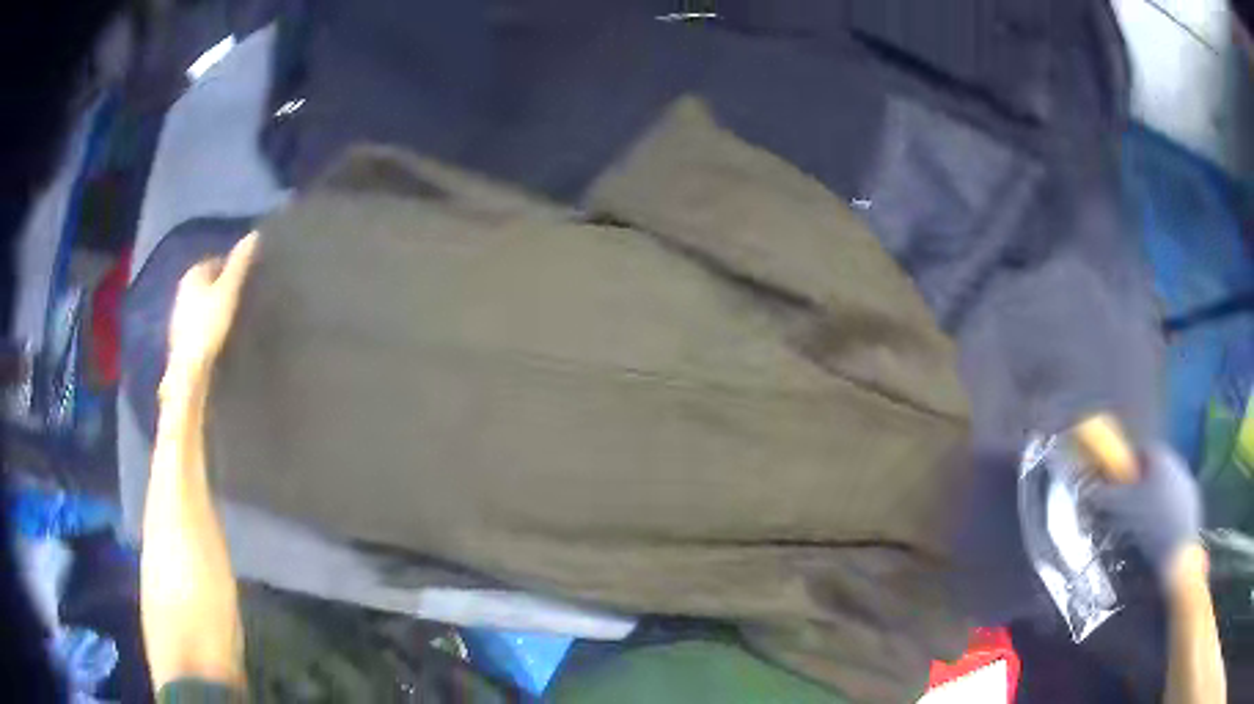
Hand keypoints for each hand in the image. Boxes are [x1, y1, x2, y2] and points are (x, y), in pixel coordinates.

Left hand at [162, 232, 258, 387]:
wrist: (188, 372)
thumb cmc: (208, 325)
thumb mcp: (229, 291)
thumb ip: (241, 263)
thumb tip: (255, 234)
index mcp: (193, 273)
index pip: (219, 261)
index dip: (235, 268)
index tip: (251, 280)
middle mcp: (183, 289)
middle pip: (210, 283)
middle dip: (225, 287)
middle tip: (246, 299)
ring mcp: (180, 315)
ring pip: (204, 303)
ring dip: (217, 307)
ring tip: (237, 318)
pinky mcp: (181, 337)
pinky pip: (201, 323)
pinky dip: (211, 325)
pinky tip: (222, 337)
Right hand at [1087, 443, 1201, 581]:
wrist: (1178, 551)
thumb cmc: (1150, 523)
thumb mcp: (1121, 510)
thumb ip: (1104, 495)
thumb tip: (1088, 488)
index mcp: (1161, 456)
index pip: (1141, 450)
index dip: (1128, 465)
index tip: (1118, 484)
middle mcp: (1177, 461)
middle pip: (1155, 468)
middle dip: (1141, 484)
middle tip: (1128, 507)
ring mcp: (1188, 482)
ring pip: (1166, 485)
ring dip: (1154, 499)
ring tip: (1142, 525)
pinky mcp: (1193, 503)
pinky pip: (1175, 501)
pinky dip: (1165, 512)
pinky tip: (1158, 533)